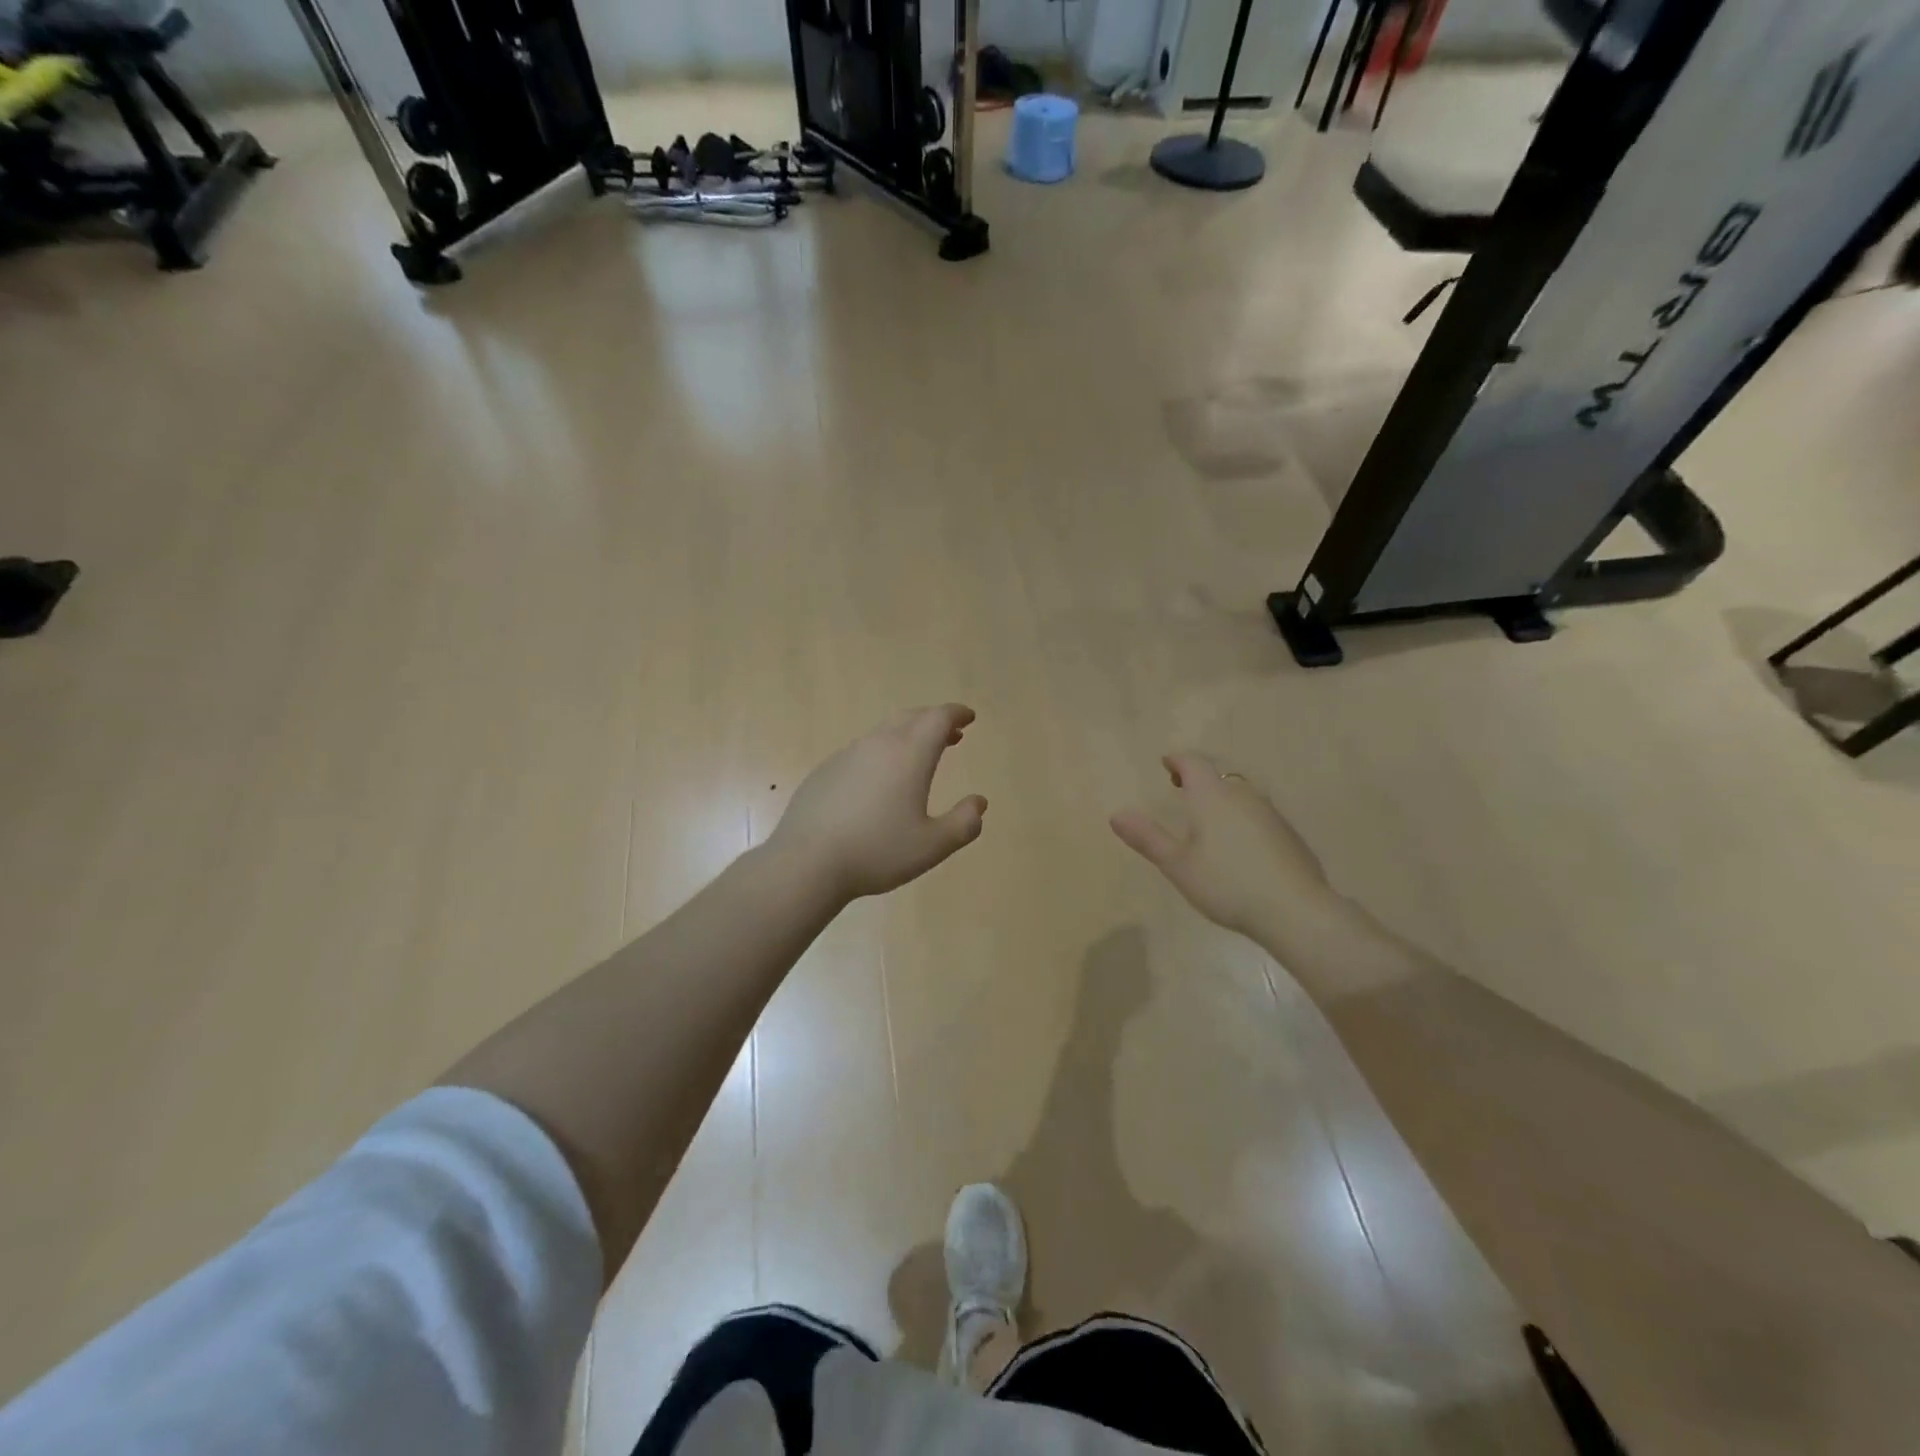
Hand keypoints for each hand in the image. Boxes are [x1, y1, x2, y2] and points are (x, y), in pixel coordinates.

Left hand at [769, 705, 987, 902]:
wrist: (807, 862)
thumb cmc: (877, 852)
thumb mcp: (932, 846)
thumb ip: (963, 823)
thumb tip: (979, 803)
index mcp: (909, 754)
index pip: (938, 718)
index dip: (956, 714)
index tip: (968, 717)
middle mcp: (878, 744)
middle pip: (911, 717)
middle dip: (934, 720)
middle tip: (951, 734)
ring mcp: (847, 755)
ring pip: (883, 732)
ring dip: (907, 734)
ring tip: (919, 755)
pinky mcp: (825, 771)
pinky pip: (861, 751)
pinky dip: (881, 752)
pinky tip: (879, 781)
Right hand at [1111, 753, 1335, 941]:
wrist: (1295, 910)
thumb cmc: (1227, 884)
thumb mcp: (1178, 865)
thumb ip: (1147, 838)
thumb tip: (1116, 814)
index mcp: (1212, 797)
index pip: (1193, 764)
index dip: (1177, 760)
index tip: (1166, 763)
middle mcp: (1243, 796)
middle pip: (1218, 778)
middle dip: (1198, 780)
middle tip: (1181, 790)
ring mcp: (1270, 814)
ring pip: (1241, 796)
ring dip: (1222, 799)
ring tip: (1208, 820)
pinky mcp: (1289, 835)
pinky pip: (1258, 816)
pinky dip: (1242, 820)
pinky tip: (1240, 847)